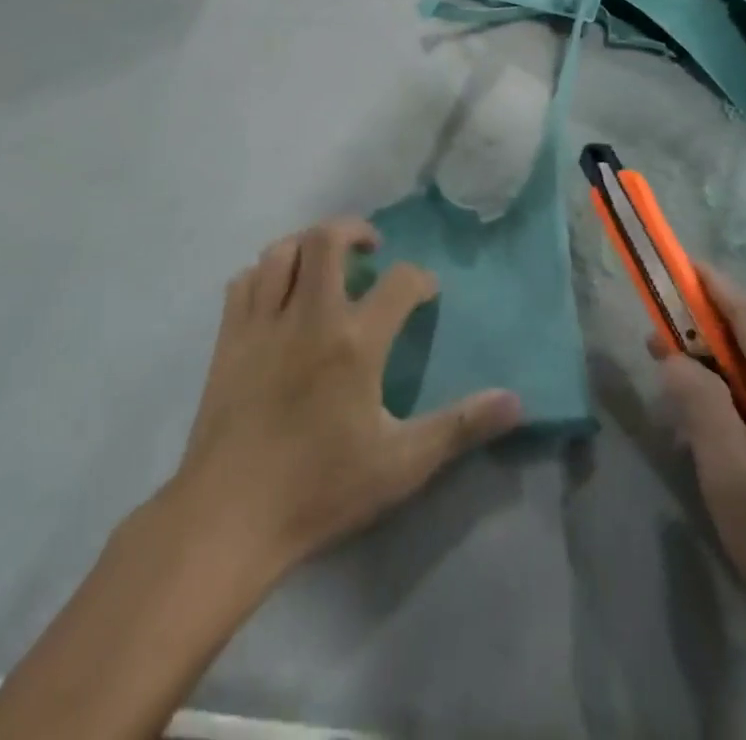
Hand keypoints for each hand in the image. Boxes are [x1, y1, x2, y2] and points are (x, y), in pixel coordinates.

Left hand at [176, 218, 522, 575]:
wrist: (230, 516)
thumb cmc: (321, 488)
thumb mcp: (401, 464)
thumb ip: (459, 426)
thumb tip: (516, 400)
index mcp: (354, 341)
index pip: (399, 282)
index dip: (420, 278)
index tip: (427, 291)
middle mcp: (309, 315)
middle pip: (326, 239)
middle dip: (353, 229)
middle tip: (370, 247)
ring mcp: (263, 322)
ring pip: (282, 251)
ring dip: (307, 244)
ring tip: (324, 261)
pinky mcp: (230, 337)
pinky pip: (245, 280)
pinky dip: (265, 273)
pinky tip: (278, 292)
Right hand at [651, 266, 745, 646]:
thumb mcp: (727, 468)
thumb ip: (697, 401)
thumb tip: (675, 357)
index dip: (712, 285)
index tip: (675, 266)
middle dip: (707, 330)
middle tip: (658, 340)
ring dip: (721, 368)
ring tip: (678, 386)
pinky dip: (740, 399)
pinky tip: (717, 433)